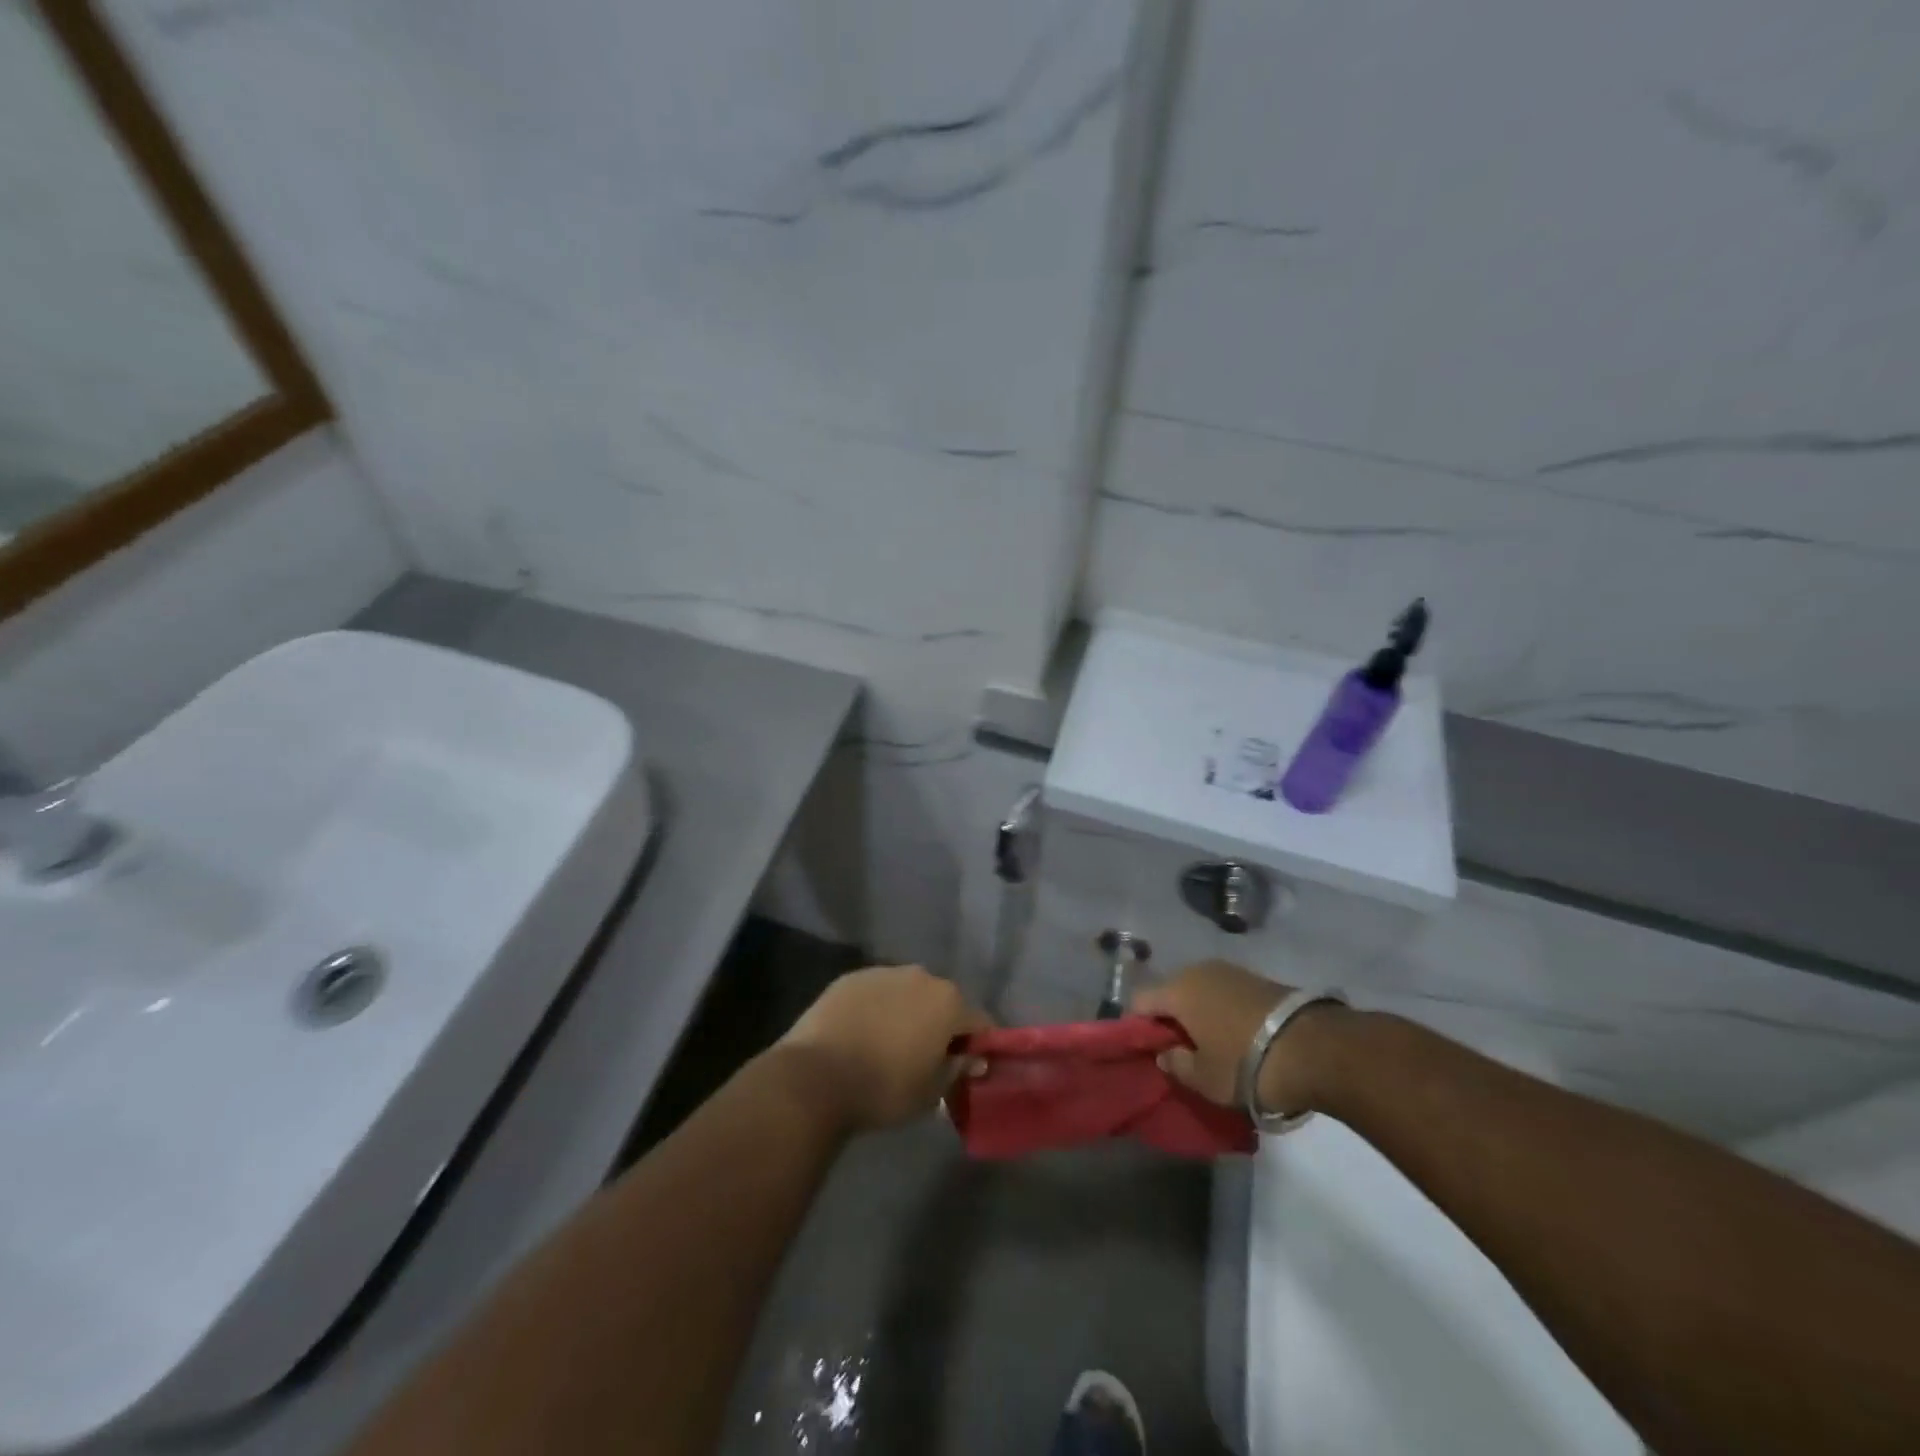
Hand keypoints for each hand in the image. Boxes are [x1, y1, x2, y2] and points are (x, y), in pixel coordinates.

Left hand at [779, 966, 991, 1131]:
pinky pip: (877, 992)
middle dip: (942, 1025)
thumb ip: (958, 1070)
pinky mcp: (851, 977)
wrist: (815, 1076)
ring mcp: (883, 972)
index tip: (967, 1069)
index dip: (978, 1046)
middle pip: (943, 1001)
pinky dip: (877, 1008)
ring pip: (908, 993)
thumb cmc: (883, 1089)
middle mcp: (921, 976)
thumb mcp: (931, 1093)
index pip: (979, 1022)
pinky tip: (863, 1034)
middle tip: (928, 1057)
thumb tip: (974, 1059)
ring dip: (908, 1013)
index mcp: (948, 1002)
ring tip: (891, 1045)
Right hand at [1133, 960, 1349, 1115]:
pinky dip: (1223, 1013)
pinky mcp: (1259, 979)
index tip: (1150, 1053)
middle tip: (1182, 1053)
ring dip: (1200, 1016)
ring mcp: (1232, 971)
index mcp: (1177, 989)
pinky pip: (1225, 994)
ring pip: (1200, 992)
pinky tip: (1237, 1038)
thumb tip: (1165, 1054)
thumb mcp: (1204, 1078)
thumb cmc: (1246, 1065)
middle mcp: (1199, 971)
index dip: (1139, 1028)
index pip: (1140, 1001)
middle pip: (1171, 993)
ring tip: (1212, 1047)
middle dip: (1171, 1020)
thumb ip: (1176, 1065)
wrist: (1316, 1048)